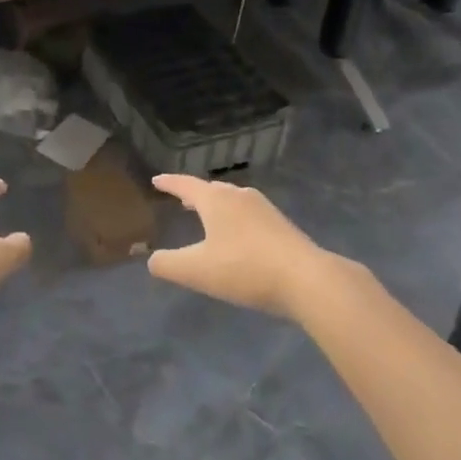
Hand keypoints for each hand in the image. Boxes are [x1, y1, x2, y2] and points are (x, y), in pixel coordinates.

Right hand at [147, 175, 344, 320]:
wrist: (307, 279)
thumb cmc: (245, 268)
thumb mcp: (197, 271)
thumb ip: (168, 264)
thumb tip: (153, 260)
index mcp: (216, 200)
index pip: (185, 185)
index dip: (169, 183)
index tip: (156, 180)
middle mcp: (239, 197)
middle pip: (211, 190)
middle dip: (194, 194)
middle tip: (181, 199)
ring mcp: (264, 210)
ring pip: (232, 202)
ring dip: (216, 207)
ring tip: (207, 217)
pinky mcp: (282, 226)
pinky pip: (249, 216)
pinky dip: (235, 221)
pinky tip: (237, 238)